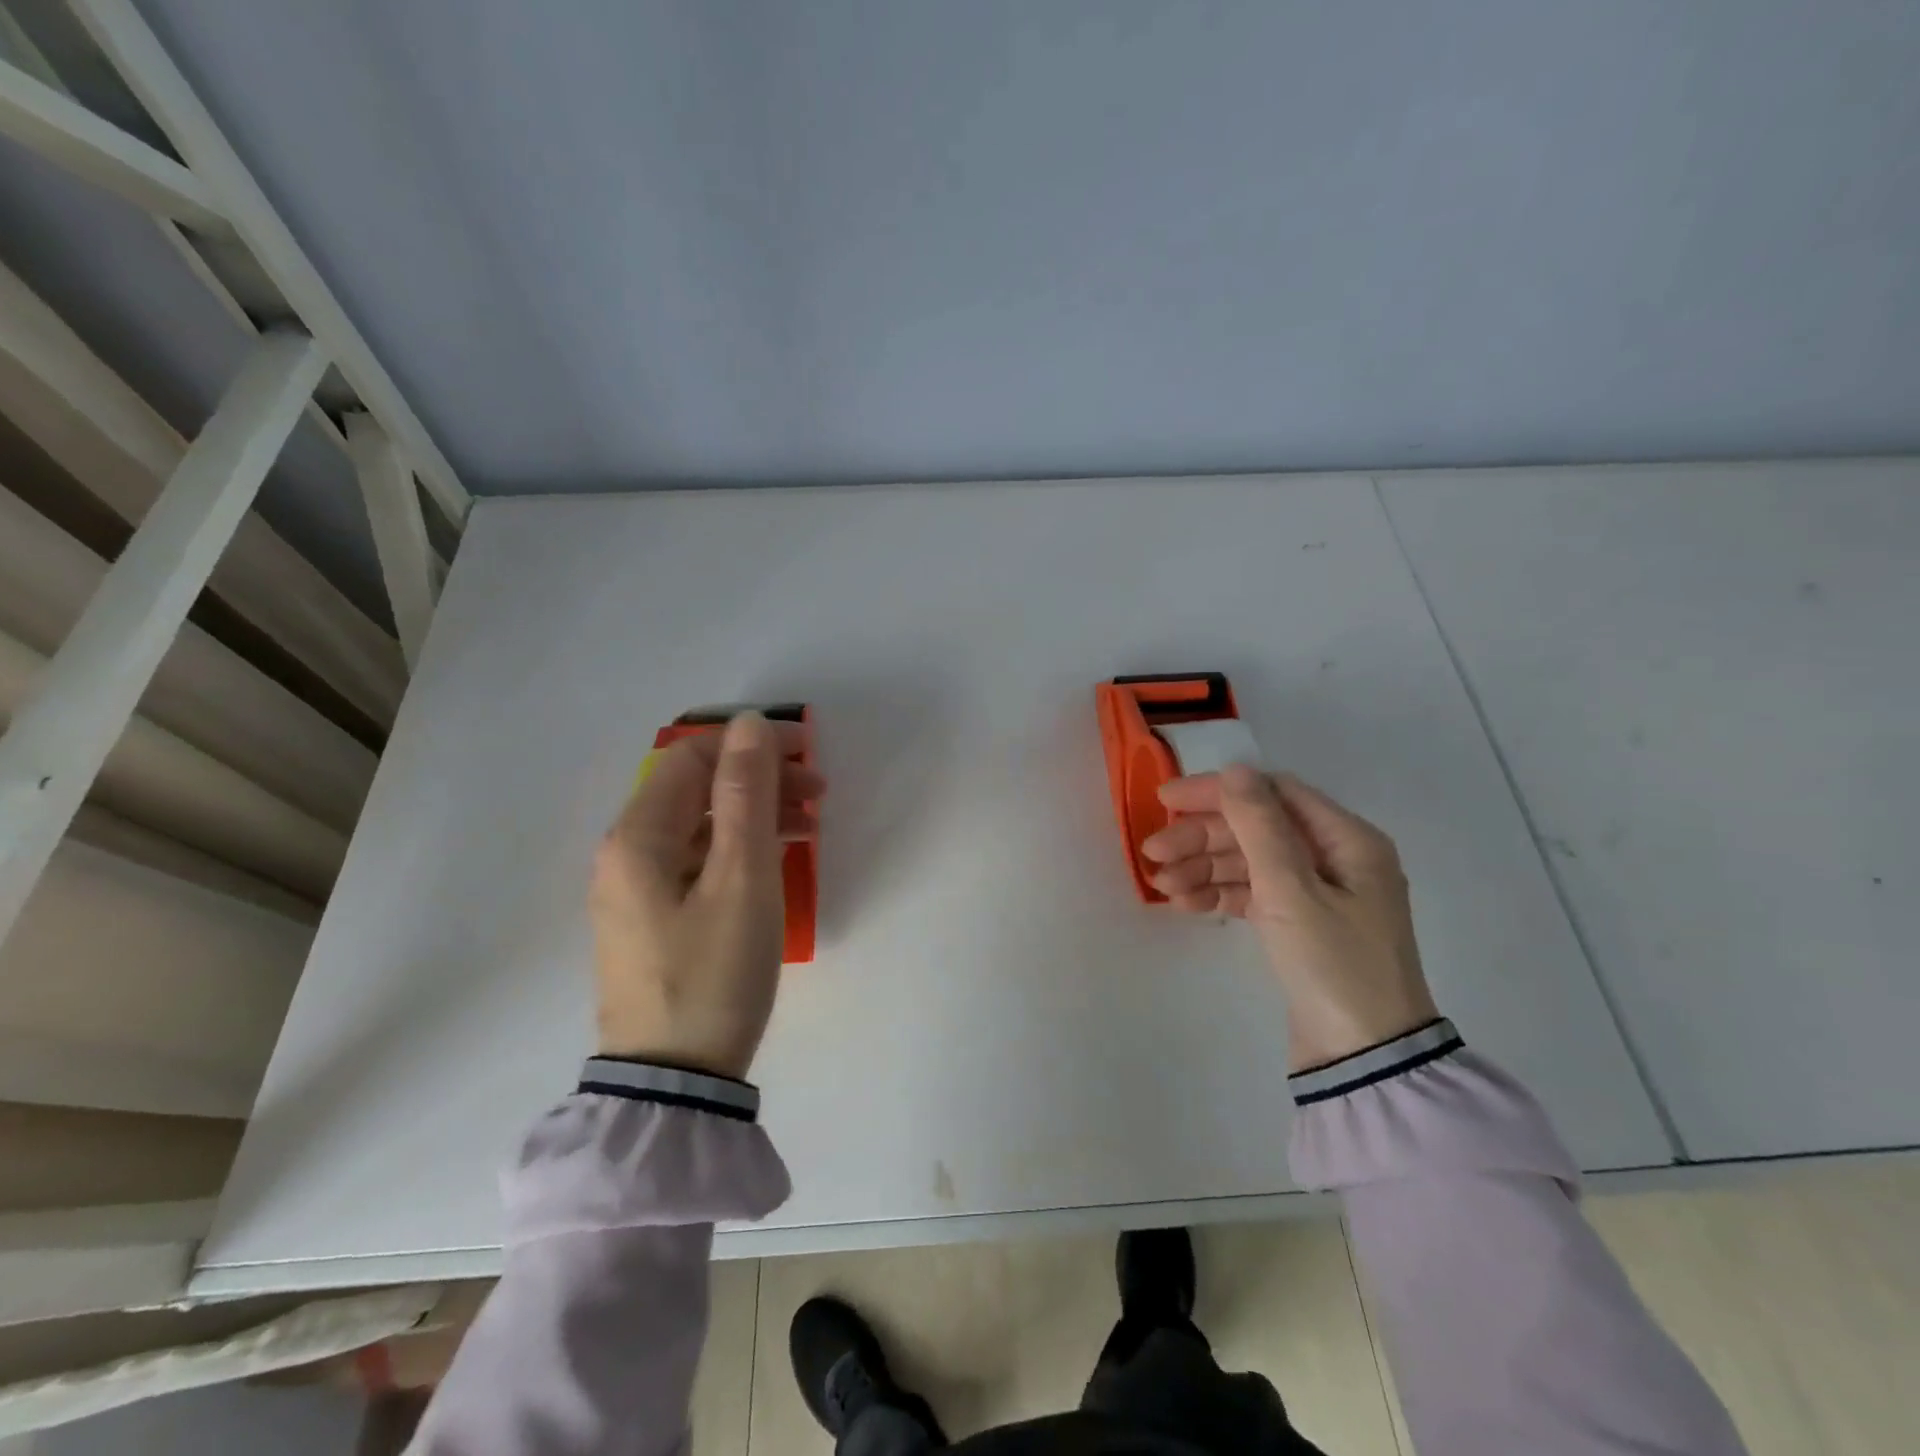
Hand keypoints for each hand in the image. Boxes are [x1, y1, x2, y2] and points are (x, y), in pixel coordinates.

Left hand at [589, 711, 823, 1078]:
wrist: (675, 1083)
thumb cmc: (714, 973)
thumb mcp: (742, 878)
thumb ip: (746, 795)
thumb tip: (749, 725)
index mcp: (638, 837)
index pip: (691, 756)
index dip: (750, 744)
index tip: (807, 752)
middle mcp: (626, 854)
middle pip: (695, 789)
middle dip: (759, 778)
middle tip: (818, 792)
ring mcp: (636, 890)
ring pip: (700, 825)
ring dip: (754, 812)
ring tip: (809, 826)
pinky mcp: (652, 920)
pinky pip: (698, 860)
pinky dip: (738, 847)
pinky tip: (775, 860)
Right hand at [1142, 766, 1438, 1071]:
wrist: (1366, 1060)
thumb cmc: (1334, 965)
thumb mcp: (1293, 891)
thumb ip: (1260, 826)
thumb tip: (1234, 769)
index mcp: (1348, 840)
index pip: (1274, 794)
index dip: (1218, 792)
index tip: (1166, 800)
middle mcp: (1335, 859)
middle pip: (1256, 829)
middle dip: (1202, 837)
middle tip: (1153, 853)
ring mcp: (1317, 894)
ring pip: (1249, 863)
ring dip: (1204, 867)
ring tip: (1161, 886)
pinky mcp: (1299, 926)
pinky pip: (1253, 895)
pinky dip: (1219, 894)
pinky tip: (1184, 903)